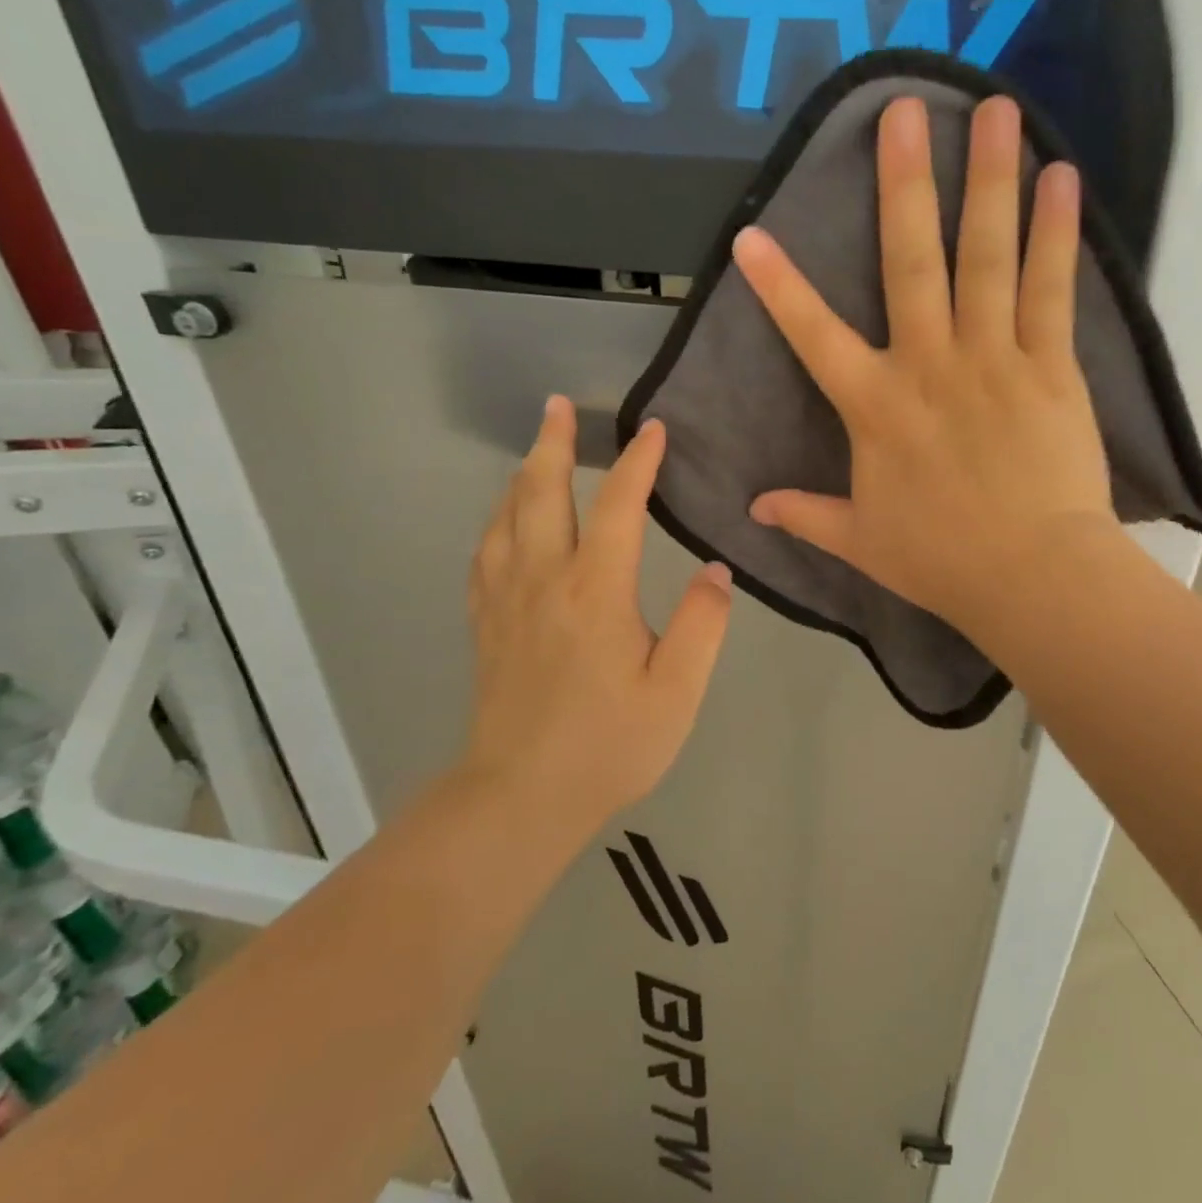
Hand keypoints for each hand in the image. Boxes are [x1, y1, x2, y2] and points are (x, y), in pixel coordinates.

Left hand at [465, 399, 732, 829]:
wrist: (520, 797)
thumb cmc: (609, 745)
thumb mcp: (676, 692)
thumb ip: (701, 625)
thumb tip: (715, 571)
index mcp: (595, 592)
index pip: (619, 506)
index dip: (638, 463)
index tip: (653, 430)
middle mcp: (544, 580)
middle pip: (541, 492)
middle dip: (553, 443)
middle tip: (559, 404)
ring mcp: (506, 600)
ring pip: (506, 516)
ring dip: (523, 474)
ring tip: (537, 449)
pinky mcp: (486, 623)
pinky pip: (486, 552)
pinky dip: (498, 519)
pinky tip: (506, 518)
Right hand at [734, 94, 1116, 633]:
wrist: (1031, 575)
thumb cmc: (941, 560)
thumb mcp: (860, 541)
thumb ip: (806, 515)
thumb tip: (752, 508)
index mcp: (875, 407)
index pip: (813, 337)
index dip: (779, 287)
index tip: (751, 234)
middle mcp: (929, 364)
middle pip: (911, 262)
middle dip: (904, 184)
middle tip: (903, 110)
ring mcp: (993, 357)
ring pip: (986, 256)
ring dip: (989, 179)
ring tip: (996, 109)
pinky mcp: (1050, 365)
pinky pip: (1050, 288)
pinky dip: (1054, 232)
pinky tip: (1061, 177)